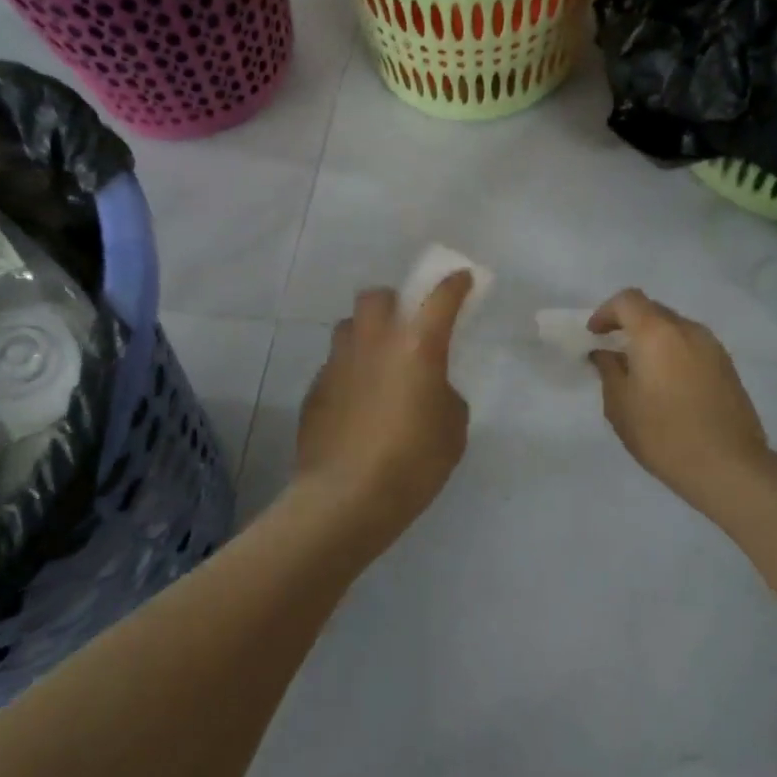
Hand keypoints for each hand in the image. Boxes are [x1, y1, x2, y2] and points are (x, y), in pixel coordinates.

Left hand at [295, 273, 473, 541]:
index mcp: (416, 346)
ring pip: (348, 326)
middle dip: (393, 302)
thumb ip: (445, 396)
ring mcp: (337, 362)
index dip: (454, 285)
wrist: (346, 497)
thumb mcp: (452, 430)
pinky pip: (334, 365)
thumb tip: (429, 390)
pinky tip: (355, 404)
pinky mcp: (315, 388)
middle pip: (377, 296)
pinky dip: (348, 372)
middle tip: (404, 327)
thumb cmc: (413, 462)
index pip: (440, 298)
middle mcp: (373, 342)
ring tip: (376, 363)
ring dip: (365, 334)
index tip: (461, 280)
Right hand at [588, 290, 775, 511]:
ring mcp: (713, 347)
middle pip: (653, 310)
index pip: (627, 300)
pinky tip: (666, 384)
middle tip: (613, 350)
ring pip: (675, 328)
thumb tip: (605, 354)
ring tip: (640, 370)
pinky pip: (692, 346)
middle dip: (629, 324)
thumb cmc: (663, 434)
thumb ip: (608, 371)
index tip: (594, 335)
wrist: (728, 466)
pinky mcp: (727, 367)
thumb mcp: (620, 405)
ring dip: (653, 339)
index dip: (606, 312)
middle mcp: (688, 330)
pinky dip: (673, 352)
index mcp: (656, 333)